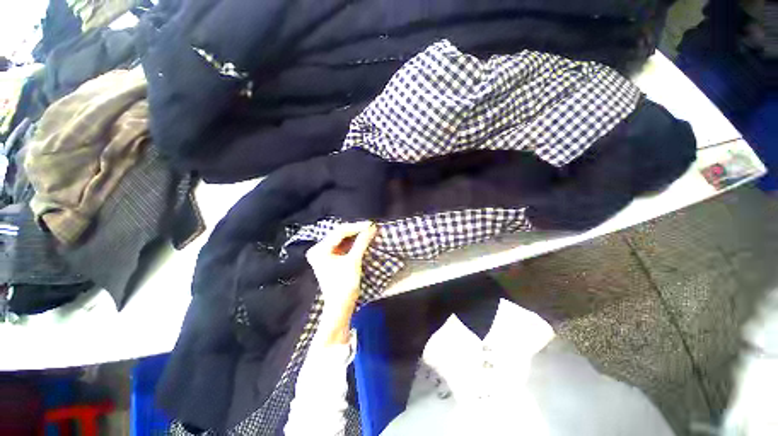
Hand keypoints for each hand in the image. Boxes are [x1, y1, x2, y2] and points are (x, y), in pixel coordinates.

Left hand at [306, 221, 376, 344]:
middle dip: (356, 231)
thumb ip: (362, 242)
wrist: (340, 307)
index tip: (371, 225)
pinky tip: (362, 240)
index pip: (340, 232)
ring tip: (369, 232)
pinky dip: (353, 243)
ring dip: (355, 236)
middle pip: (340, 234)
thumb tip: (372, 227)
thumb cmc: (344, 285)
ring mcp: (323, 254)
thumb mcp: (354, 261)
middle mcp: (318, 249)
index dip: (357, 227)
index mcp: (319, 250)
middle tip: (371, 228)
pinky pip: (342, 246)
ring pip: (342, 239)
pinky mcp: (329, 258)